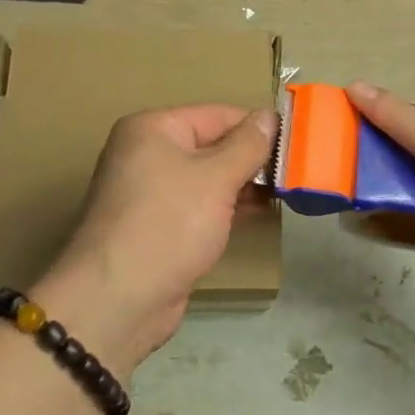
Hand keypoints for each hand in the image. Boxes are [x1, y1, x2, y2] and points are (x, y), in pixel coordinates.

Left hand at [39, 104, 274, 375]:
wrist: (117, 299)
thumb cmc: (168, 224)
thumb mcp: (215, 178)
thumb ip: (247, 145)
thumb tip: (270, 117)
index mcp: (152, 128)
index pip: (217, 114)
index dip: (257, 126)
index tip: (298, 142)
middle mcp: (147, 153)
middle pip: (211, 144)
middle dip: (252, 158)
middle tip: (297, 171)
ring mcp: (150, 191)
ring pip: (207, 177)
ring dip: (242, 184)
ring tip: (285, 192)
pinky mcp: (158, 225)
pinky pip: (199, 205)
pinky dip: (226, 206)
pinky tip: (258, 213)